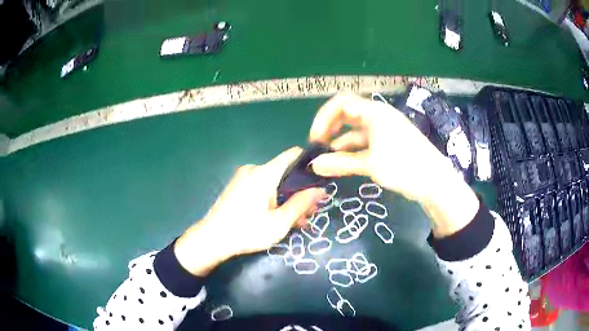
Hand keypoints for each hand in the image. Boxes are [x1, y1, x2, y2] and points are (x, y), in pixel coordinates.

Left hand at [174, 147, 325, 275]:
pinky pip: (262, 186)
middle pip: (285, 171)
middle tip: (309, 213)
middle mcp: (254, 169)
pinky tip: (277, 217)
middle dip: (300, 190)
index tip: (320, 183)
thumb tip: (320, 189)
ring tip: (296, 221)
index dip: (309, 165)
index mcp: (265, 173)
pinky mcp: (238, 185)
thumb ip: (301, 204)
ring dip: (287, 197)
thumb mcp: (280, 223)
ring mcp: (244, 177)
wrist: (211, 239)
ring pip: (274, 181)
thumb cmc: (247, 232)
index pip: (293, 155)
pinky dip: (273, 198)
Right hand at [309, 93, 478, 236]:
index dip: (323, 118)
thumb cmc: (405, 167)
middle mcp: (378, 116)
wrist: (435, 181)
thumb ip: (341, 163)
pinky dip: (352, 150)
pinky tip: (344, 162)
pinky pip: (365, 141)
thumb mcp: (371, 165)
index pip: (341, 103)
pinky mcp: (388, 142)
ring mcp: (384, 129)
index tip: (315, 139)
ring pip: (355, 130)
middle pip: (346, 114)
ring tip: (327, 160)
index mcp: (374, 113)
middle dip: (330, 129)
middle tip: (319, 147)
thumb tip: (314, 165)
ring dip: (340, 142)